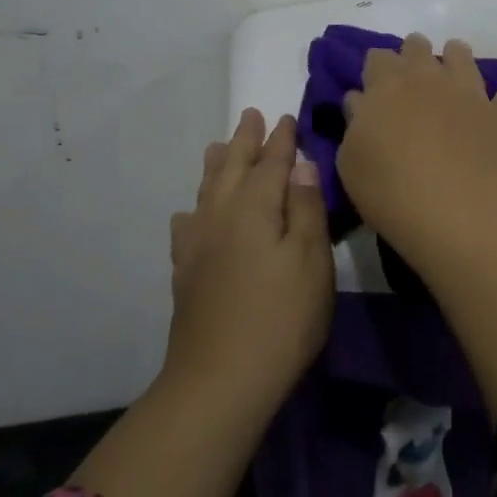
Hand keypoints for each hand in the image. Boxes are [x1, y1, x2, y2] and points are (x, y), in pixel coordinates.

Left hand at [165, 108, 332, 408]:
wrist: (220, 381)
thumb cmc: (281, 318)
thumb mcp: (311, 261)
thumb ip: (307, 208)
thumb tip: (301, 164)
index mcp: (255, 207)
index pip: (271, 162)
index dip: (281, 139)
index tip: (286, 117)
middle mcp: (221, 215)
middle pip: (233, 167)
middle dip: (244, 140)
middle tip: (250, 115)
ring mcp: (198, 244)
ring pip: (206, 190)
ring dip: (217, 165)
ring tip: (219, 147)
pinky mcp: (186, 272)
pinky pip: (187, 225)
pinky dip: (193, 208)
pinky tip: (192, 213)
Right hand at [336, 34, 496, 259]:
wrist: (458, 212)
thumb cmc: (391, 191)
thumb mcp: (351, 163)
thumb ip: (355, 125)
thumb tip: (361, 100)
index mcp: (386, 85)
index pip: (377, 58)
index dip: (375, 69)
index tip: (373, 85)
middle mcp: (428, 77)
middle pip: (417, 48)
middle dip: (412, 55)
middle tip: (409, 76)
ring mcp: (469, 92)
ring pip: (461, 56)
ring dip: (456, 56)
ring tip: (454, 63)